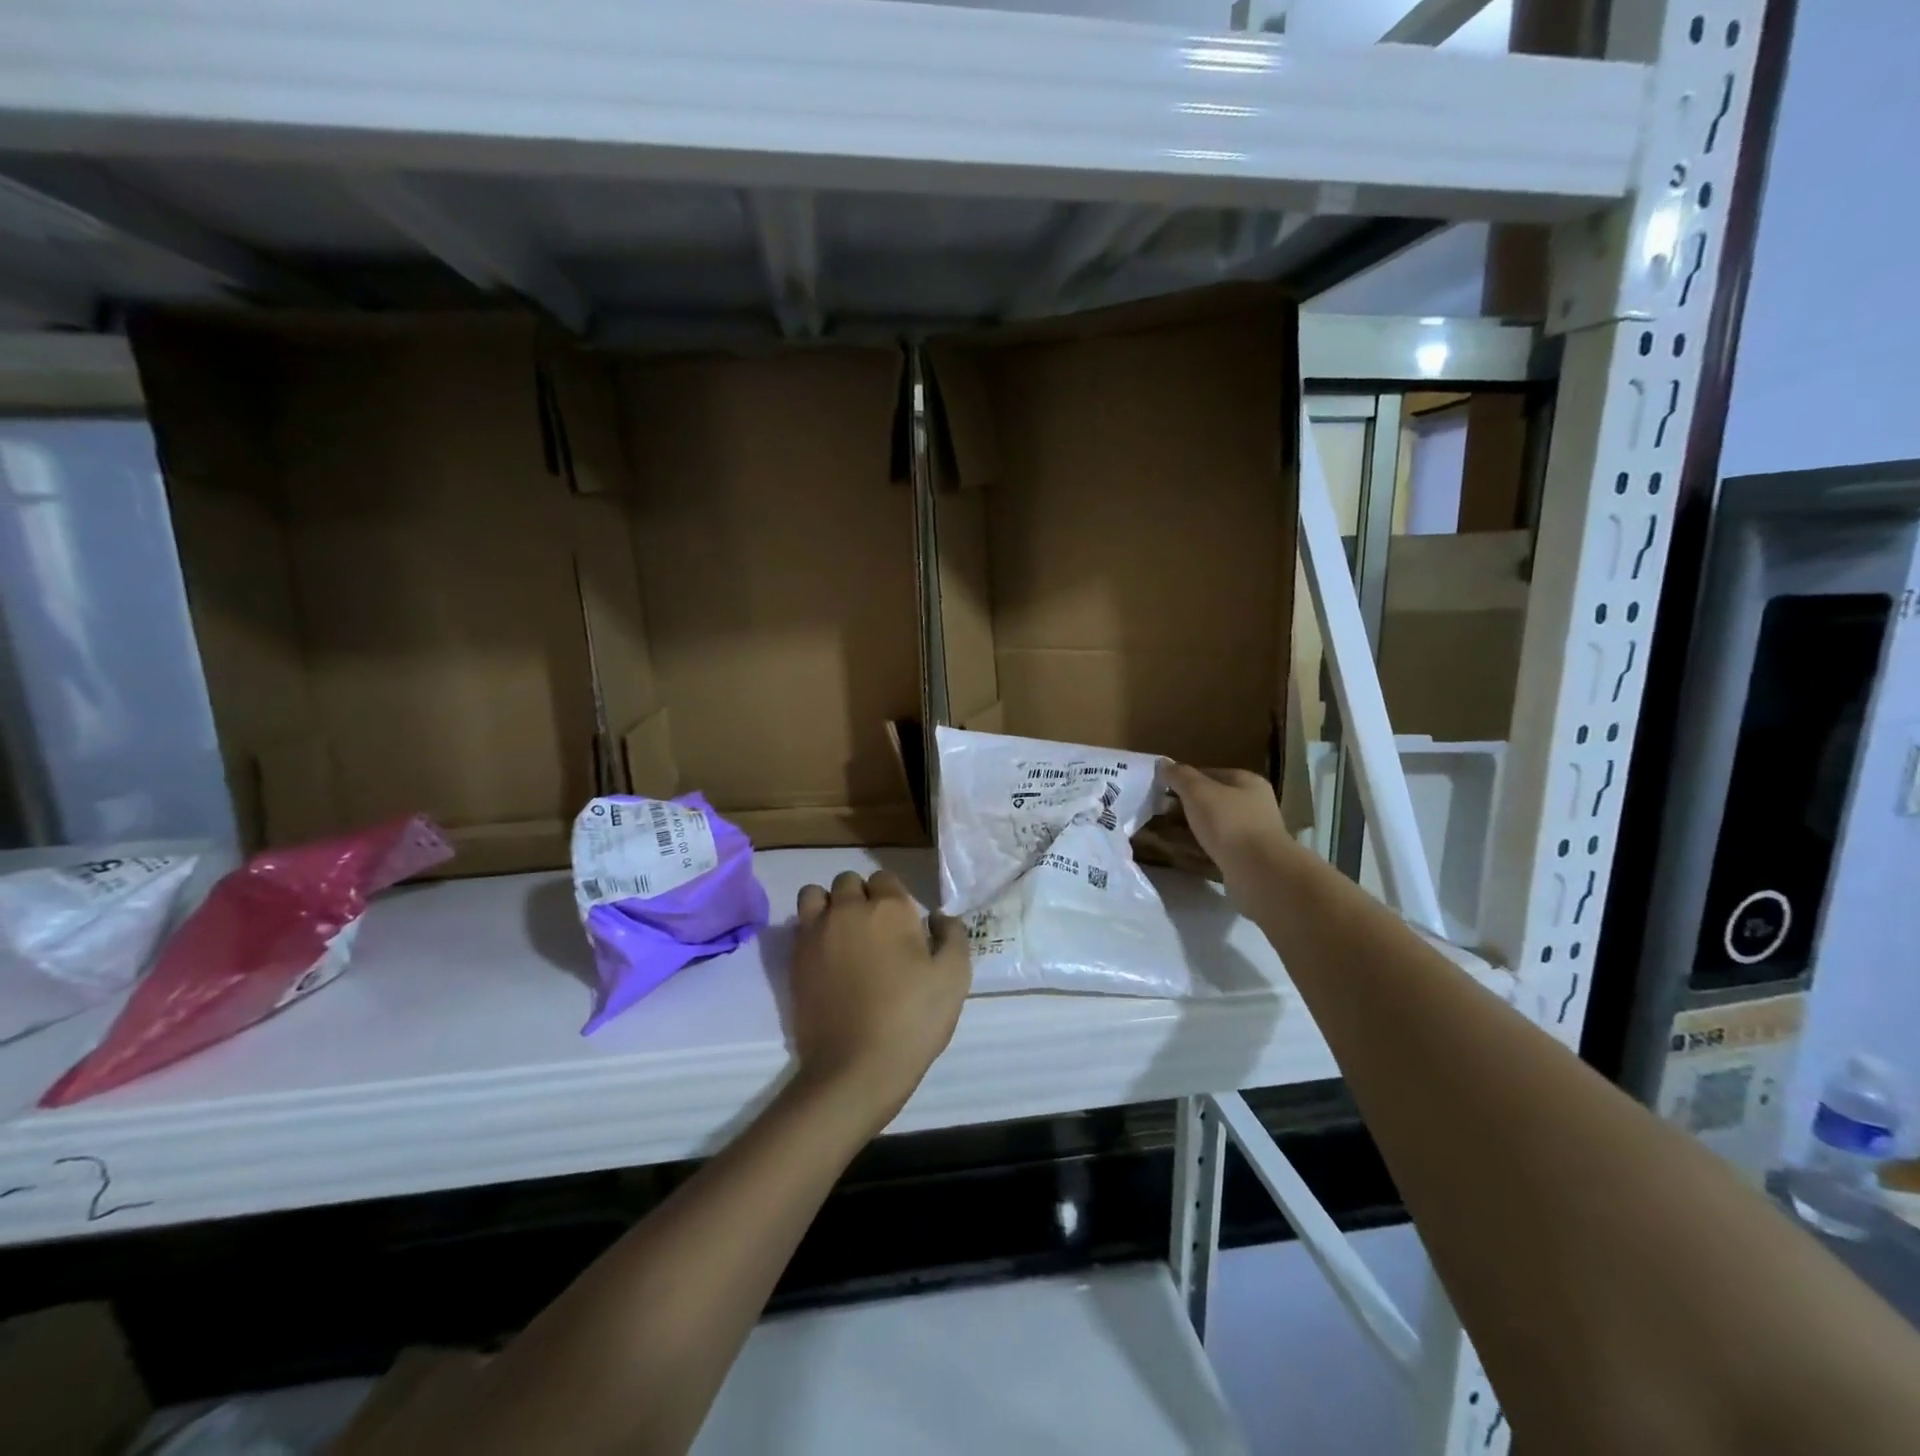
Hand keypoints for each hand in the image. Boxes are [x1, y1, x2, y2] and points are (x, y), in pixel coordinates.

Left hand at [790, 871, 969, 1132]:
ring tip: (843, 935)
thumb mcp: (955, 978)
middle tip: (874, 932)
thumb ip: (953, 936)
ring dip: (829, 905)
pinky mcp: (795, 959)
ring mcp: (816, 932)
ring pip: (815, 895)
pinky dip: (812, 930)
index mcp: (889, 908)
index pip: (885, 878)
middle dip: (861, 897)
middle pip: (848, 881)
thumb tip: (940, 917)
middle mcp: (848, 909)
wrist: (855, 1068)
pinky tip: (827, 958)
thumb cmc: (912, 1020)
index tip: (903, 926)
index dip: (894, 898)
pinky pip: (800, 925)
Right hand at [1165, 765, 1291, 885]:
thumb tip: (1163, 763)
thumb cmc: (1229, 823)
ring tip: (1166, 836)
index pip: (1209, 773)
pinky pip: (1218, 847)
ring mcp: (1253, 832)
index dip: (1184, 780)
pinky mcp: (1248, 857)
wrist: (1259, 871)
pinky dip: (1201, 848)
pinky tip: (1184, 854)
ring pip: (1214, 825)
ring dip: (1192, 829)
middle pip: (1212, 800)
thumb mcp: (1198, 792)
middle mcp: (1254, 804)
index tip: (1161, 792)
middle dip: (1186, 807)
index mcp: (1247, 782)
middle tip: (1160, 815)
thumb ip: (1180, 775)